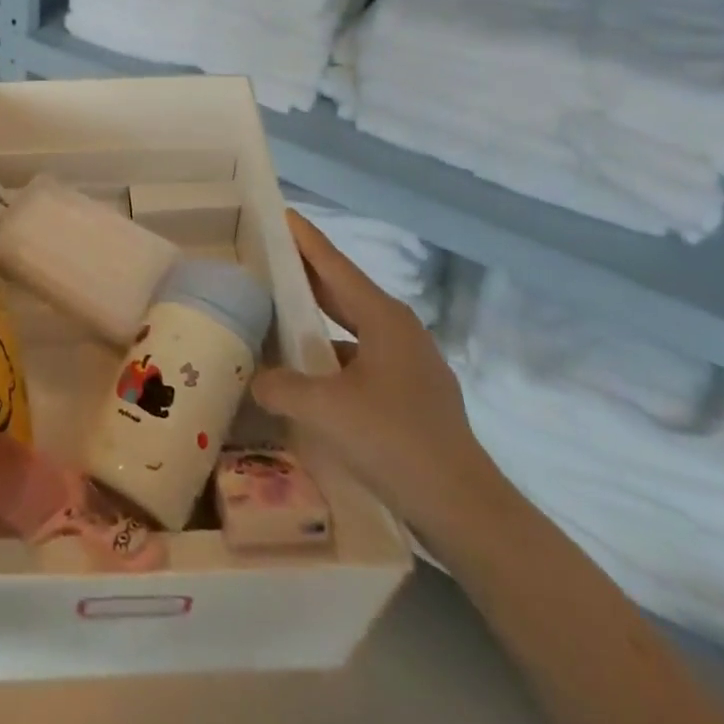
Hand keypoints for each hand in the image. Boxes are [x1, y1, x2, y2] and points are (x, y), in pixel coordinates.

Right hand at [254, 210, 504, 542]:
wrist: (465, 510)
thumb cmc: (394, 441)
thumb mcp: (324, 410)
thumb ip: (281, 386)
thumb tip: (257, 379)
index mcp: (383, 318)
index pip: (334, 265)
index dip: (305, 239)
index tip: (281, 213)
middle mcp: (400, 331)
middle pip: (344, 291)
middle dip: (306, 275)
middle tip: (268, 258)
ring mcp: (412, 364)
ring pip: (353, 328)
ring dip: (319, 321)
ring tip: (281, 318)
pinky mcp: (415, 396)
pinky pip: (363, 360)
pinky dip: (334, 358)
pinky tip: (312, 377)